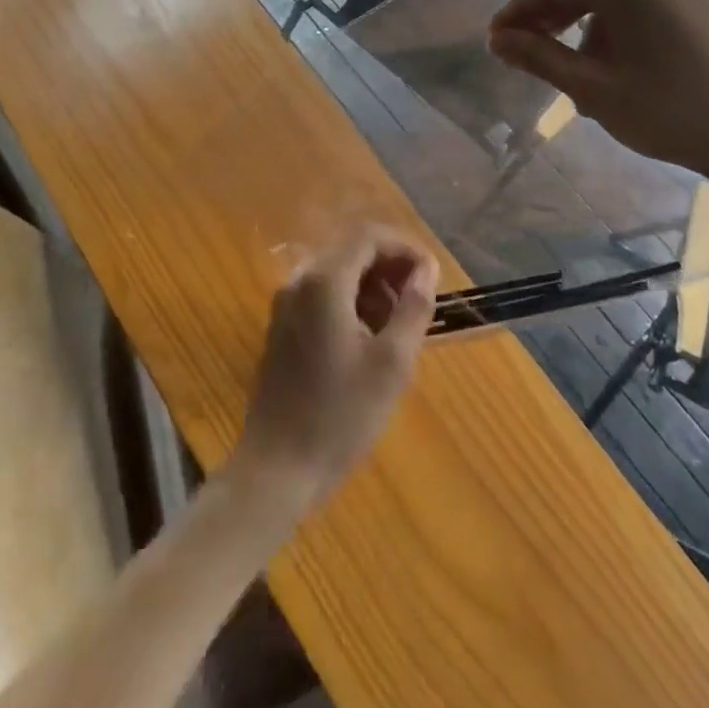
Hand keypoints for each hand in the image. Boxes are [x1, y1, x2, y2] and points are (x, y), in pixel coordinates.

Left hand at [230, 233, 439, 511]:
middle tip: (420, 303)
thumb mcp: (392, 363)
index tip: (432, 277)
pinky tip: (370, 342)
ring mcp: (286, 306)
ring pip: (339, 275)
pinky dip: (352, 305)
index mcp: (325, 282)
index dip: (406, 248)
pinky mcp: (282, 330)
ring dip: (374, 288)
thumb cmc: (340, 415)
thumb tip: (427, 270)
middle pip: (352, 252)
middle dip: (391, 269)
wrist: (276, 470)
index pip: (369, 237)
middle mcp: (300, 283)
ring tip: (400, 327)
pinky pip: (323, 298)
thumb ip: (413, 307)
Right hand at [488, 0, 708, 185]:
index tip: (495, 41)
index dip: (518, 12)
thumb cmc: (669, 110)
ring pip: (615, 2)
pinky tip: (617, 68)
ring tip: (576, 75)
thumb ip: (540, 57)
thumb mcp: (593, 88)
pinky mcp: (703, 3)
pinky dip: (620, 32)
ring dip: (586, 32)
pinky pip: (644, 9)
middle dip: (552, 23)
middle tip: (525, 56)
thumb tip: (498, 40)